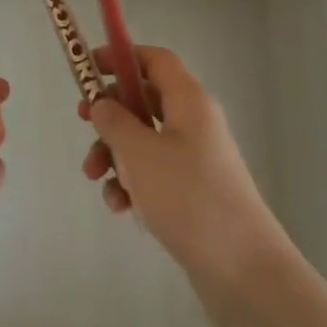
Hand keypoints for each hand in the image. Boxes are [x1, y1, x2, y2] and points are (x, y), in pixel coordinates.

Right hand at [80, 45, 293, 320]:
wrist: (243, 270)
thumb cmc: (189, 197)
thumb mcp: (139, 153)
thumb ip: (114, 121)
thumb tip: (102, 103)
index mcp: (189, 101)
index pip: (155, 59)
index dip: (122, 56)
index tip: (89, 66)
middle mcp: (195, 122)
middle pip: (145, 100)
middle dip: (111, 114)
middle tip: (83, 124)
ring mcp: (196, 159)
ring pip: (144, 140)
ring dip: (115, 153)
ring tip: (95, 178)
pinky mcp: (193, 192)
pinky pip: (154, 174)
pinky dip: (132, 183)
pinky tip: (121, 207)